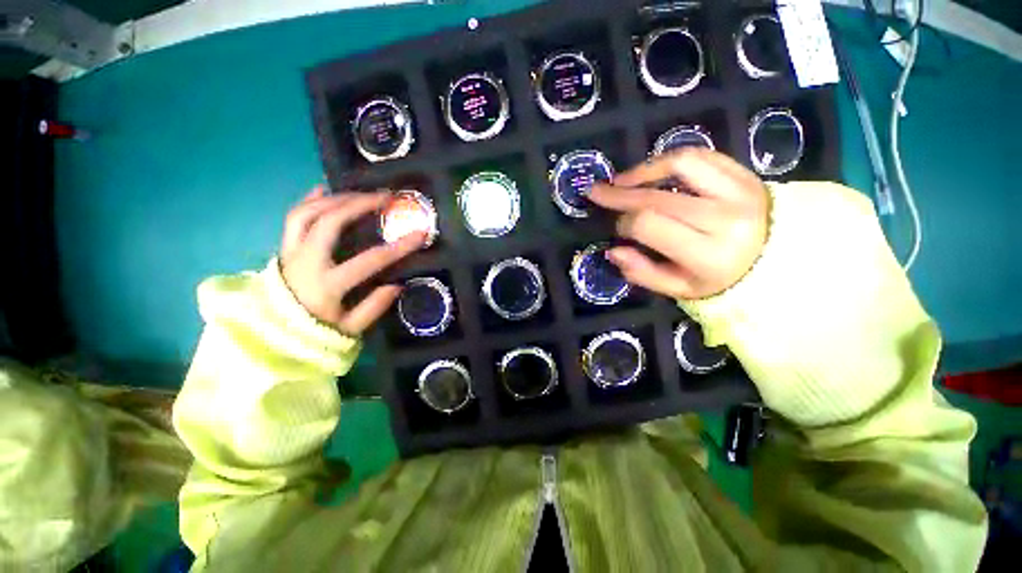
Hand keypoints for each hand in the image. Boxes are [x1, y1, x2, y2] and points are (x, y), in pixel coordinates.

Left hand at [280, 186, 426, 333]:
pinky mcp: (284, 248)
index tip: (420, 234)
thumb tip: (398, 284)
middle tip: (384, 197)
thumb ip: (374, 307)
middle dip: (360, 204)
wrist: (272, 334)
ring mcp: (291, 252)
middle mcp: (306, 262)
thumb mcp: (350, 329)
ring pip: (308, 213)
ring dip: (336, 198)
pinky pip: (293, 218)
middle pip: (330, 222)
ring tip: (360, 193)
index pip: (370, 260)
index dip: (399, 246)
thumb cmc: (314, 332)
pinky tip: (324, 190)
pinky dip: (309, 200)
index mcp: (327, 285)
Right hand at [588, 149, 769, 299]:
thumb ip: (642, 272)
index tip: (618, 228)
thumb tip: (613, 251)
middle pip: (658, 196)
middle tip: (596, 192)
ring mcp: (739, 190)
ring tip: (621, 179)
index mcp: (707, 253)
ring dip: (643, 169)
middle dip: (619, 193)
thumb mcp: (679, 289)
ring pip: (681, 164)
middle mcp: (724, 218)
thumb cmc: (723, 279)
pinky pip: (701, 155)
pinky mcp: (745, 173)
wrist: (783, 259)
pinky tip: (652, 172)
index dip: (624, 223)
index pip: (650, 225)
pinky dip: (670, 161)